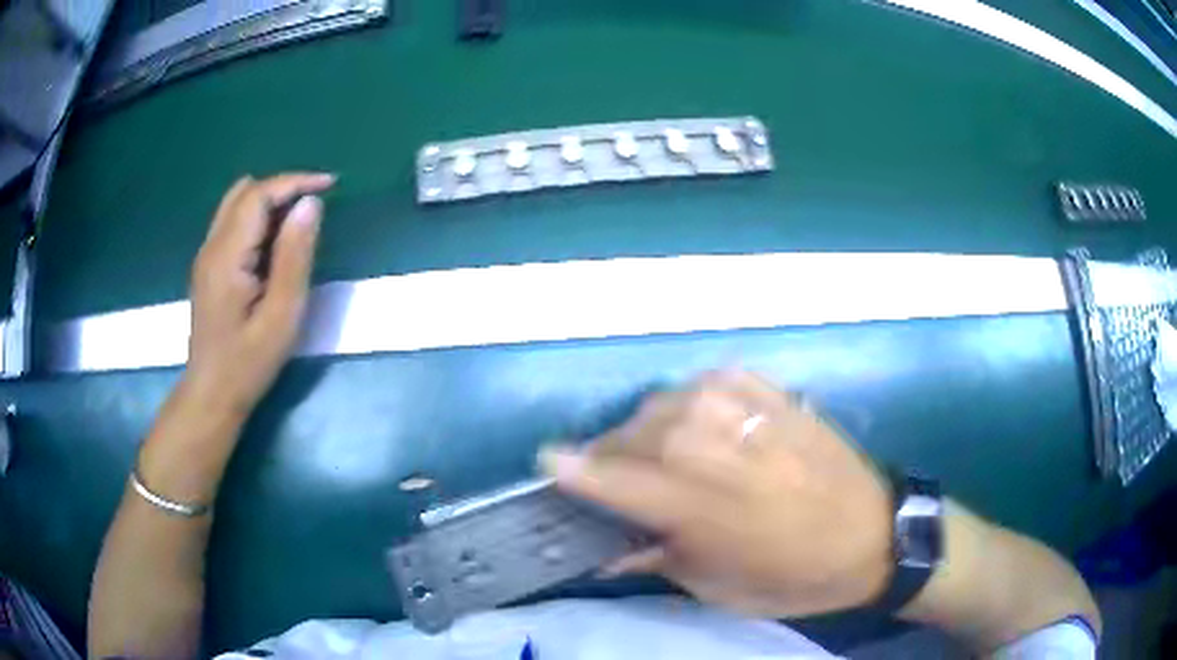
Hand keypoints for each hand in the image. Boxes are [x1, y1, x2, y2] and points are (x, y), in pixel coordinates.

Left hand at [184, 173, 334, 417]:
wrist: (211, 395)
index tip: (330, 185)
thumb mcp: (281, 315)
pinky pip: (233, 223)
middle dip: (283, 187)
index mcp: (227, 255)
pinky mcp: (209, 267)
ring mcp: (206, 255)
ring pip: (237, 204)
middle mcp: (211, 246)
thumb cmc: (248, 363)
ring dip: (270, 200)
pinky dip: (258, 218)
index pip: (259, 194)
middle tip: (315, 205)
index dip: (295, 181)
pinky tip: (274, 243)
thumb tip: (310, 204)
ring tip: (298, 222)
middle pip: (245, 192)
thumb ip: (294, 256)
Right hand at [542, 370, 893, 617]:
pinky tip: (696, 420)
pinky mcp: (769, 390)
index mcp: (696, 506)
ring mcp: (743, 409)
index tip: (547, 463)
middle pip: (629, 433)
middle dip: (608, 453)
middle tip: (610, 473)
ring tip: (655, 450)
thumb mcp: (717, 589)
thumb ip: (657, 557)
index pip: (609, 478)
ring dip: (647, 428)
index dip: (571, 469)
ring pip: (662, 403)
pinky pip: (704, 383)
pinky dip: (689, 402)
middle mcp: (712, 447)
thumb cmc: (793, 576)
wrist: (874, 533)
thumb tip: (609, 545)